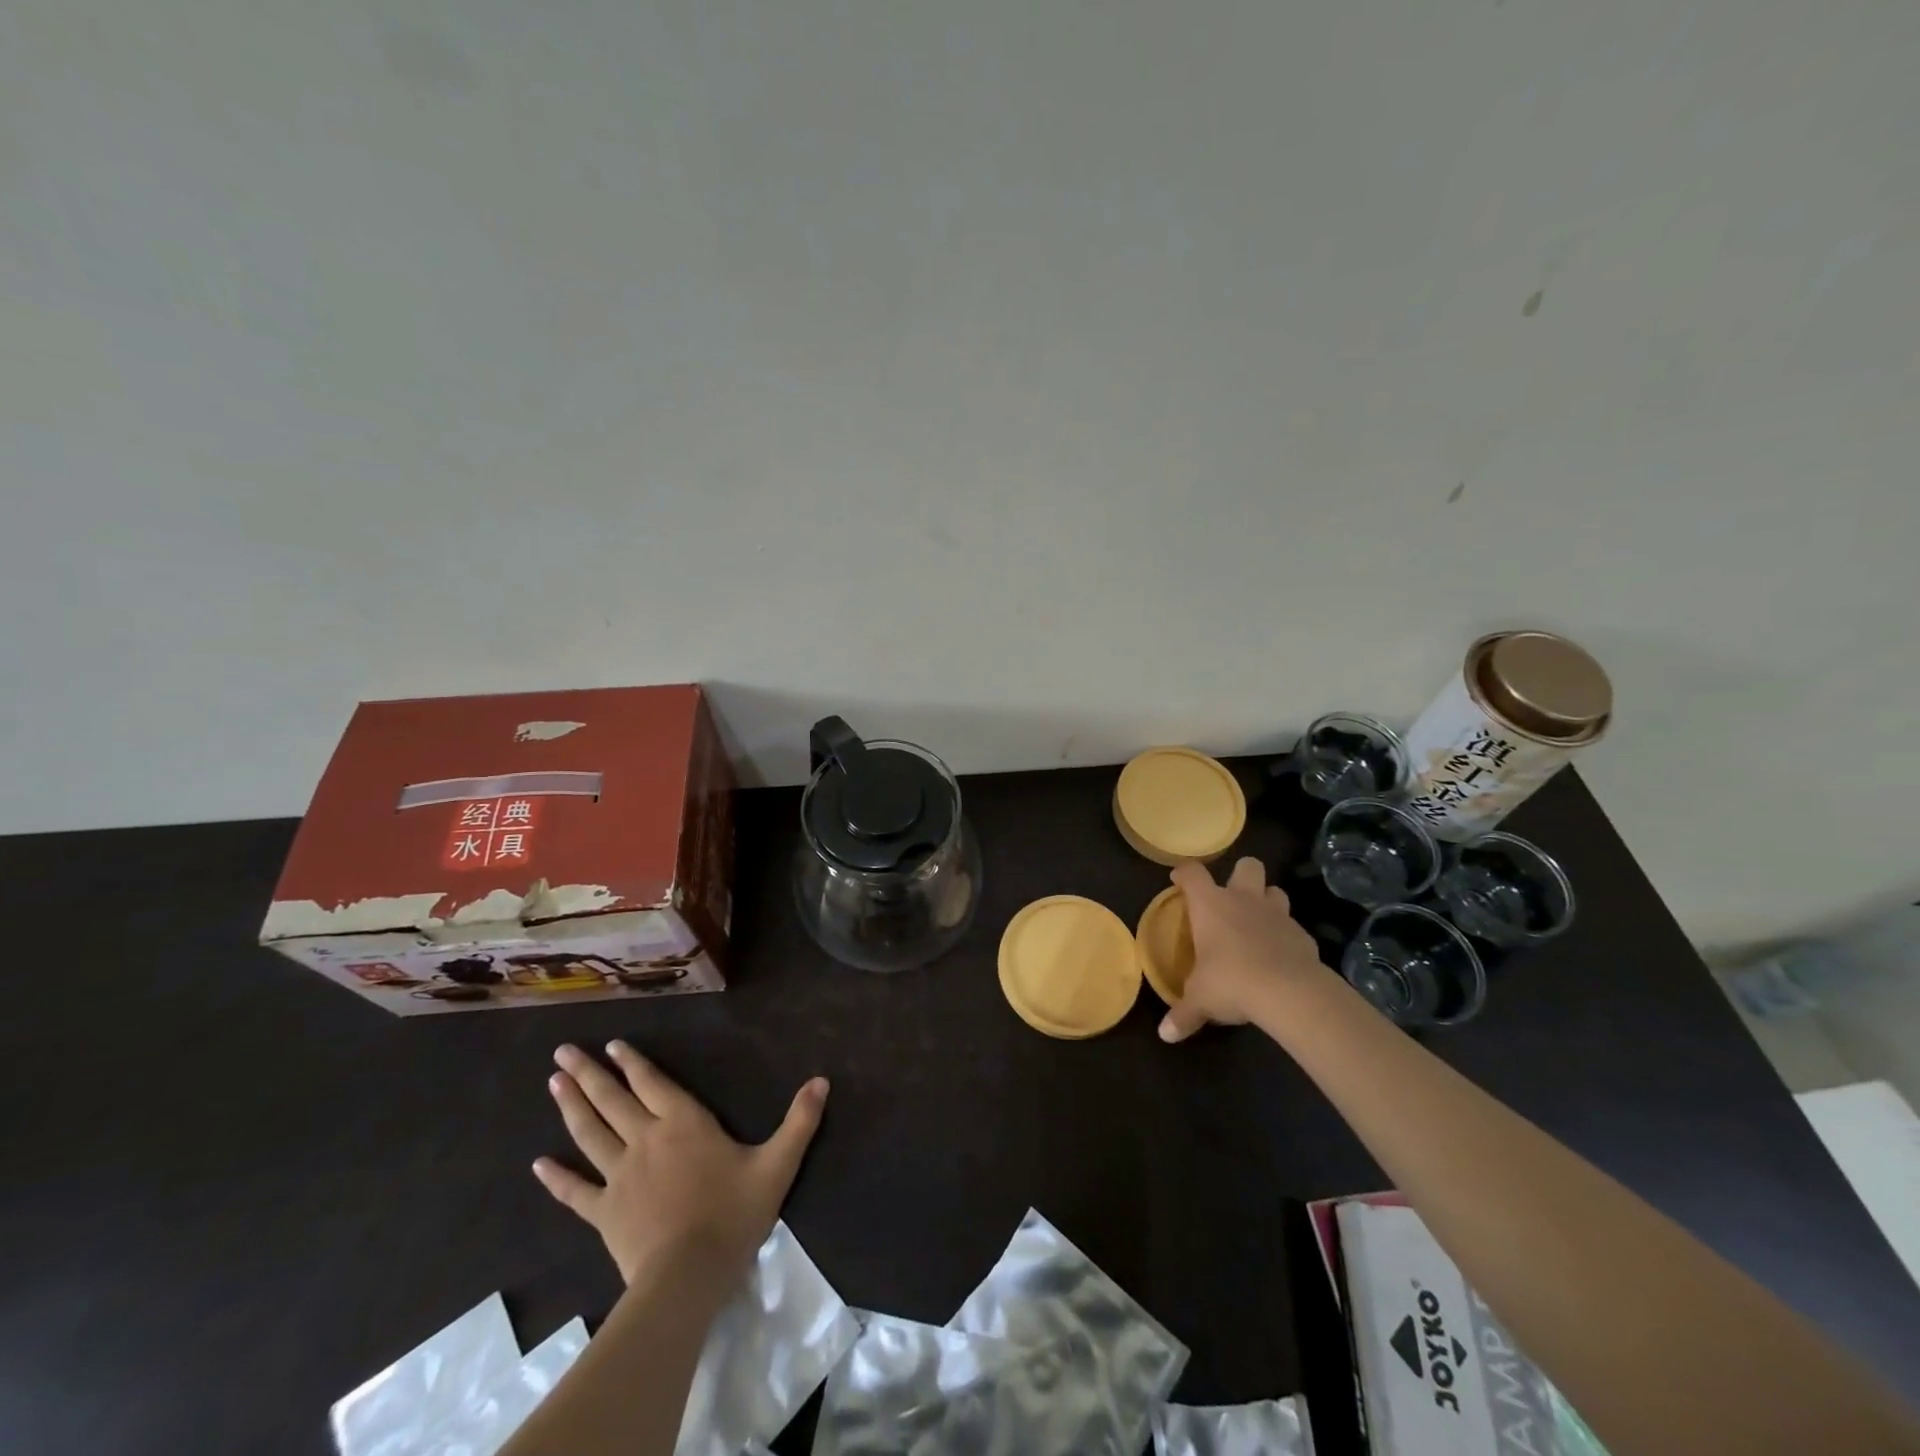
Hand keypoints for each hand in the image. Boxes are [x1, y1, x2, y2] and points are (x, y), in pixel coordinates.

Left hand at [534, 1041, 827, 1288]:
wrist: (688, 1276)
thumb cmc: (733, 1214)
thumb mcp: (778, 1164)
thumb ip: (799, 1121)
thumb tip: (822, 1081)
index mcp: (684, 1123)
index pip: (653, 1084)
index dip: (633, 1063)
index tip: (612, 1045)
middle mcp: (646, 1139)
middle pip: (613, 1100)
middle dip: (589, 1073)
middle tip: (563, 1051)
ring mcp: (619, 1176)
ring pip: (590, 1134)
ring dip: (571, 1107)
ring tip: (552, 1082)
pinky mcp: (603, 1213)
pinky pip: (575, 1192)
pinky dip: (556, 1178)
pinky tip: (537, 1165)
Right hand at [1158, 857, 1328, 1042]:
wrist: (1288, 991)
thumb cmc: (1230, 981)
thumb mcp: (1200, 1000)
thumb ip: (1183, 1013)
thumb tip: (1165, 1034)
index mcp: (1211, 905)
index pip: (1193, 873)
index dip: (1184, 873)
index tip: (1179, 880)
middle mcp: (1244, 899)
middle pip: (1246, 866)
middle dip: (1240, 874)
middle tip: (1232, 896)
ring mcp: (1277, 914)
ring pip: (1275, 891)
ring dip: (1266, 901)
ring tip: (1258, 922)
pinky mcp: (1303, 935)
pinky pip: (1292, 926)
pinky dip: (1285, 936)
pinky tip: (1280, 955)